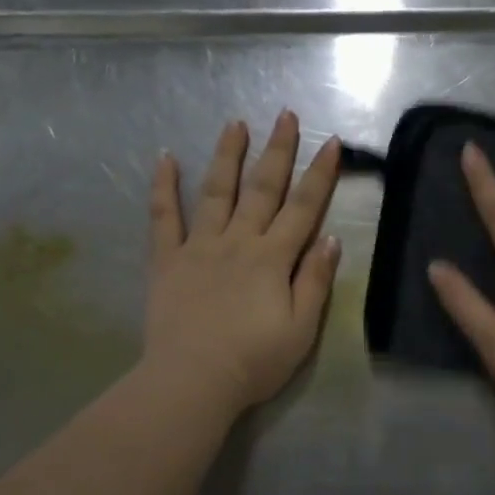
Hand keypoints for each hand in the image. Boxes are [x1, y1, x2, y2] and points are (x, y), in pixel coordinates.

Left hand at [144, 111, 341, 417]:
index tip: (331, 141)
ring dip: (227, 155)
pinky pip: (163, 217)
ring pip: (216, 192)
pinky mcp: (167, 260)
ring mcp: (199, 247)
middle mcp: (238, 241)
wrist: (192, 381)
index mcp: (273, 258)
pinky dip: (163, 186)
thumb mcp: (301, 328)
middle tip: (285, 114)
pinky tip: (164, 158)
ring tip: (235, 123)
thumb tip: (331, 239)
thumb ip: (315, 281)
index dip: (320, 174)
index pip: (303, 208)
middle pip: (262, 188)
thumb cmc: (254, 361)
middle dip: (277, 150)